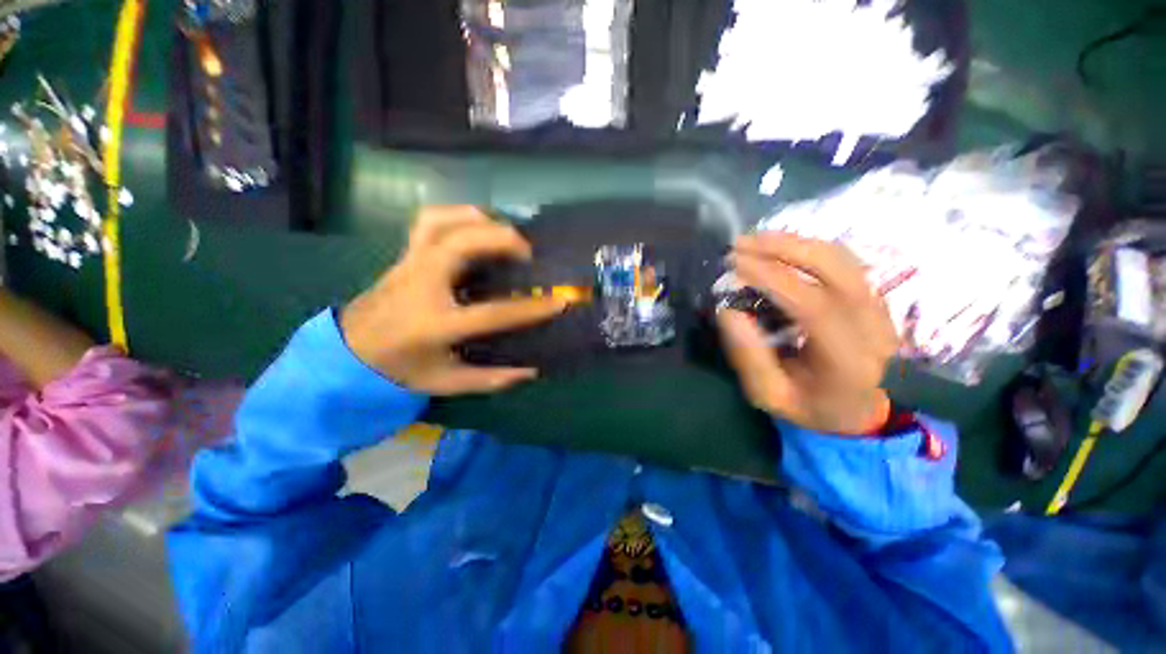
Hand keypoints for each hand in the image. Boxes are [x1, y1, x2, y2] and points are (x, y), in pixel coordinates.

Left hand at [341, 206, 566, 394]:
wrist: (350, 350)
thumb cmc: (400, 368)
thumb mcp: (446, 383)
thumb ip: (490, 379)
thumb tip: (531, 371)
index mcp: (435, 325)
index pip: (493, 313)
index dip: (531, 308)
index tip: (559, 301)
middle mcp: (422, 286)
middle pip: (462, 246)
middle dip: (503, 241)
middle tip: (529, 253)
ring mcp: (410, 264)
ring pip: (443, 223)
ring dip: (481, 221)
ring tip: (506, 234)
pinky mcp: (406, 254)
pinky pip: (430, 220)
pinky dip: (458, 215)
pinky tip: (478, 224)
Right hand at [717, 233, 896, 434]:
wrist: (854, 410)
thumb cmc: (807, 405)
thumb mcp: (767, 394)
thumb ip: (748, 356)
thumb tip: (728, 309)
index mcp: (848, 362)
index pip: (814, 308)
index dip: (774, 279)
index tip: (735, 266)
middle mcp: (873, 328)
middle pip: (836, 270)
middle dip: (784, 248)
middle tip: (739, 244)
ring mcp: (879, 308)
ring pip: (841, 258)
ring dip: (794, 242)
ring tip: (753, 240)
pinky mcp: (873, 297)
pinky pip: (842, 260)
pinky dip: (806, 247)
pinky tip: (777, 248)